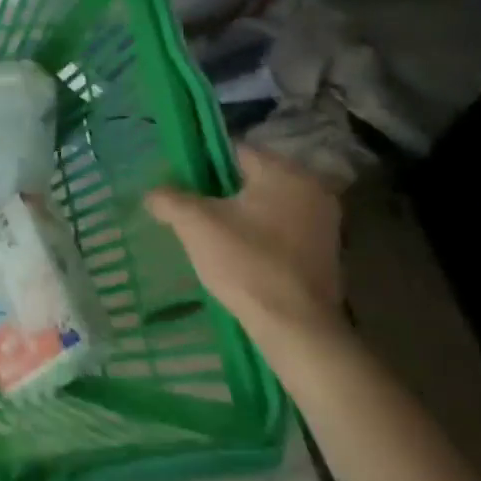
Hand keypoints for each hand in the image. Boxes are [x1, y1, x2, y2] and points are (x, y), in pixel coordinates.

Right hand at [146, 145, 346, 345]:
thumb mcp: (194, 224)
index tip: (182, 184)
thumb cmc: (246, 263)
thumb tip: (152, 193)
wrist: (296, 329)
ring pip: (267, 205)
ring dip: (241, 215)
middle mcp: (311, 189)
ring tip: (211, 235)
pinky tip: (238, 255)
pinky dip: (260, 236)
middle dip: (221, 192)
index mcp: (284, 172)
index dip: (202, 164)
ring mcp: (324, 223)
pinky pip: (282, 230)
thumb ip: (168, 198)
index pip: (234, 151)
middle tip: (193, 211)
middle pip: (251, 178)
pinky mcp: (327, 253)